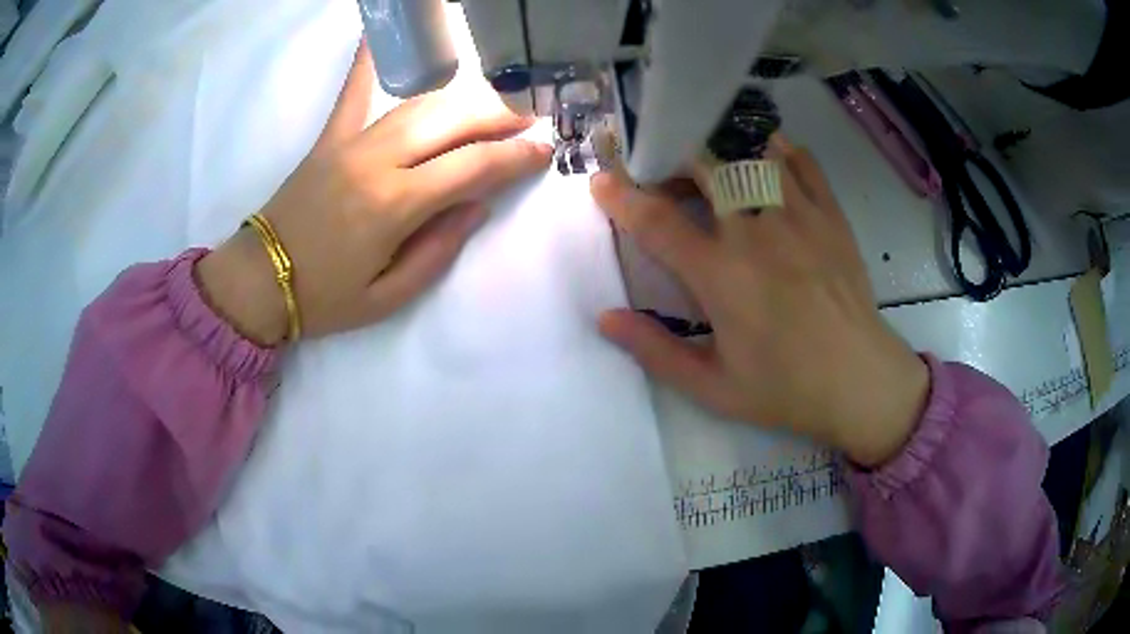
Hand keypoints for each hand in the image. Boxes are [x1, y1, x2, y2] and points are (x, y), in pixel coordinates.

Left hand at [196, 44, 551, 344]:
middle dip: (498, 117)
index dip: (514, 158)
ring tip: (491, 101)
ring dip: (462, 98)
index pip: (472, 168)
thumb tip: (476, 206)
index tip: (542, 152)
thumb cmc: (326, 298)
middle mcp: (377, 161)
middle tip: (527, 120)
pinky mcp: (329, 137)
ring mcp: (350, 142)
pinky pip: (353, 91)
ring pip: (419, 104)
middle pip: (451, 122)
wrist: (260, 281)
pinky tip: (381, 31)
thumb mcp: (388, 297)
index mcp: (394, 206)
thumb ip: (438, 251)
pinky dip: (370, 59)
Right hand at [592, 137, 928, 466]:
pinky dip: (776, 150)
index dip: (621, 195)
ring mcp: (799, 216)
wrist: (860, 382)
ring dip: (721, 151)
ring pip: (750, 154)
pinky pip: (801, 161)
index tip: (602, 180)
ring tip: (714, 167)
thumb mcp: (712, 387)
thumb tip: (606, 318)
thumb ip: (655, 351)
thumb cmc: (785, 388)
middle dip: (673, 160)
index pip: (656, 221)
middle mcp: (756, 232)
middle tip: (666, 178)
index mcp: (721, 275)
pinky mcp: (831, 215)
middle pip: (704, 166)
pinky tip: (765, 160)